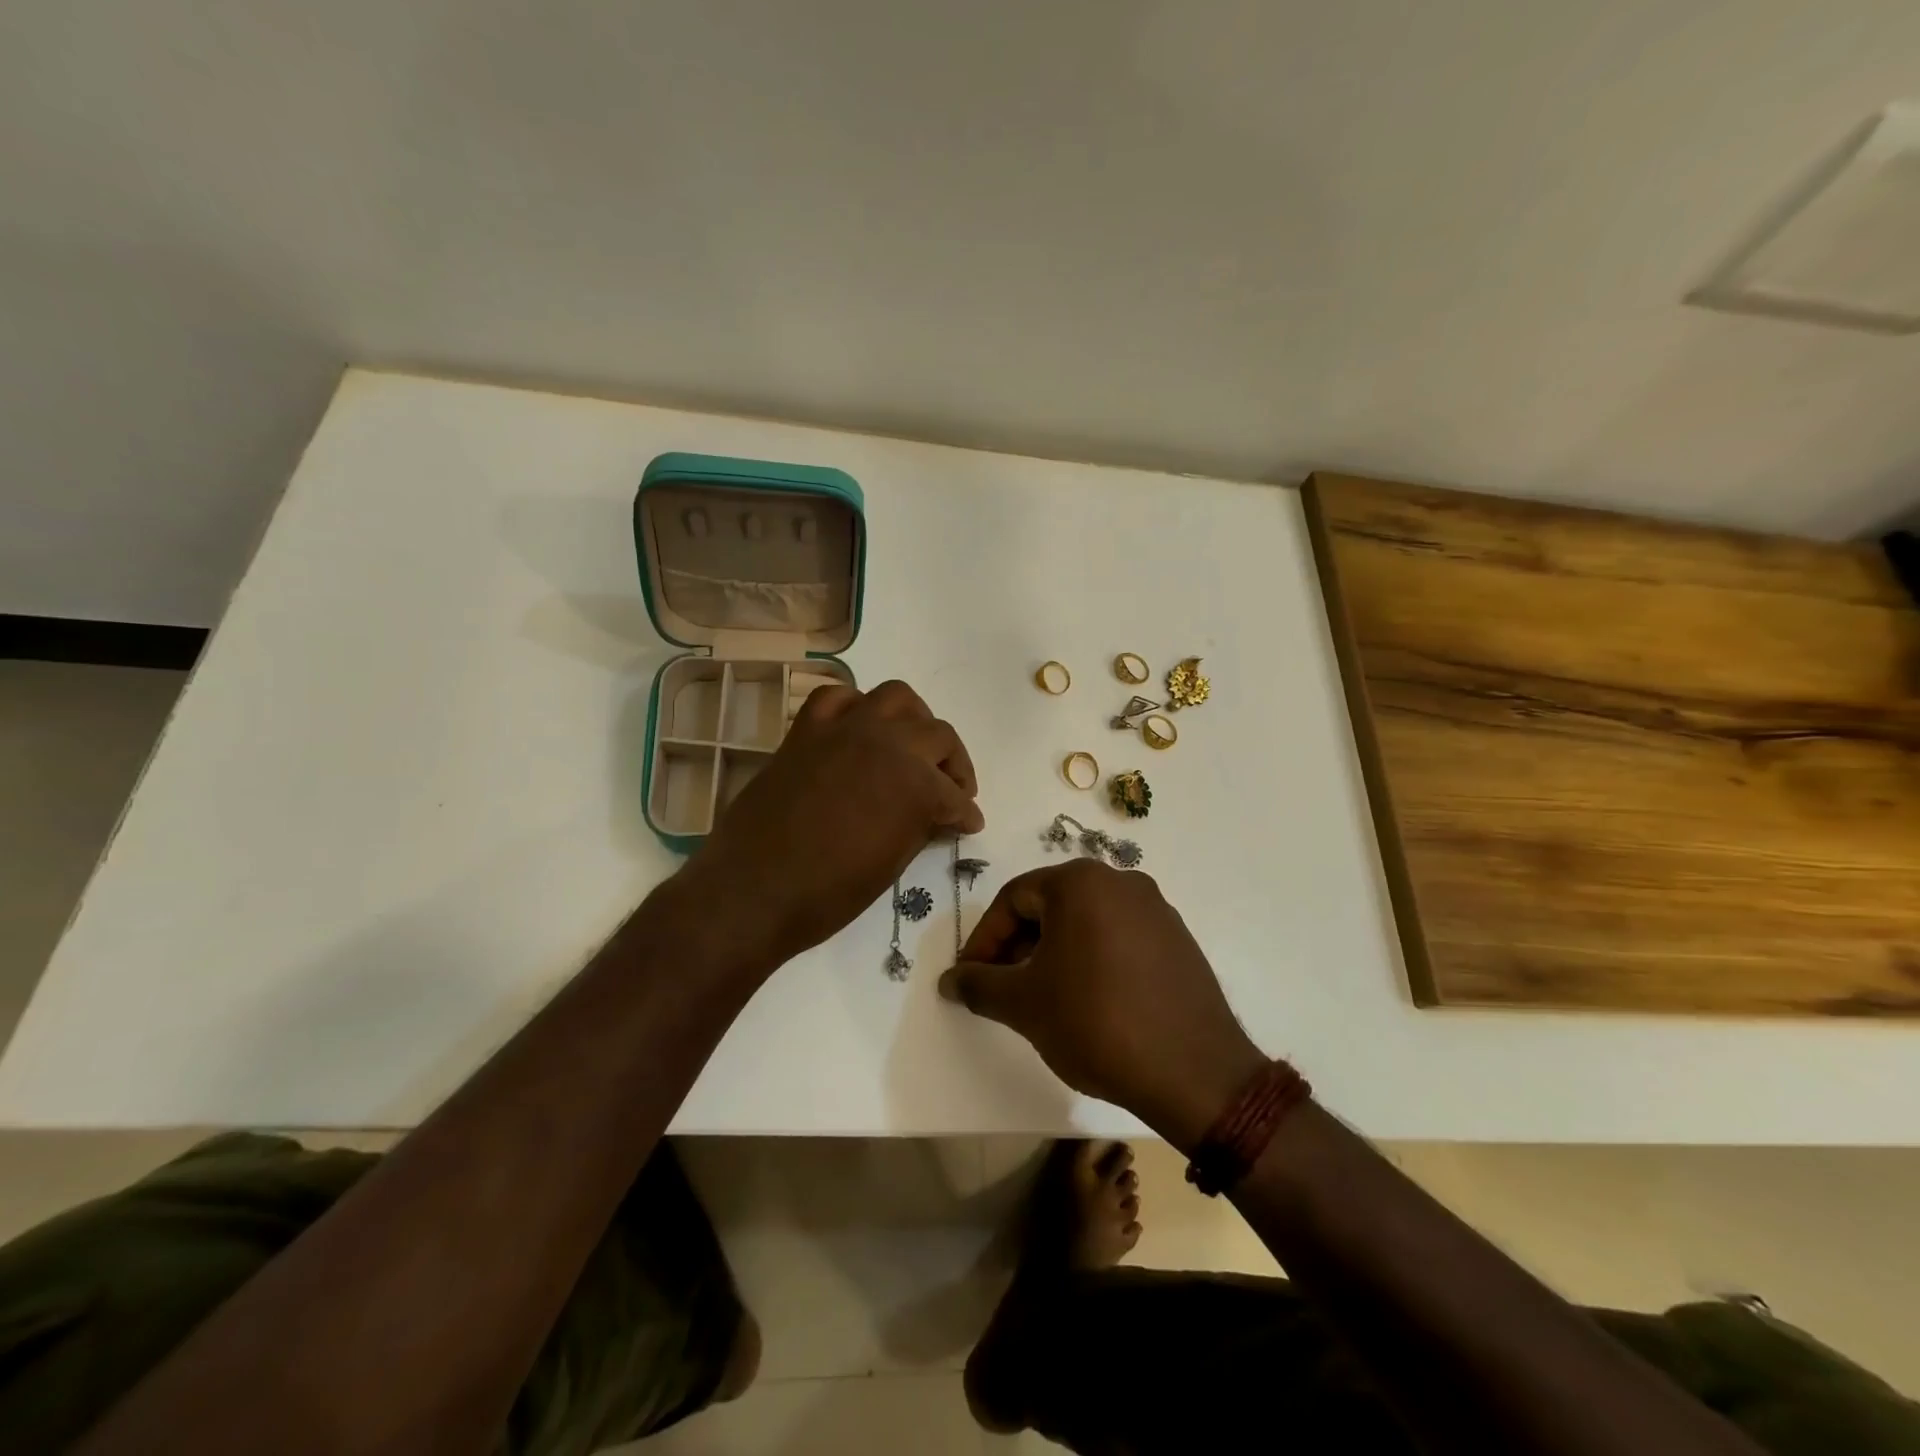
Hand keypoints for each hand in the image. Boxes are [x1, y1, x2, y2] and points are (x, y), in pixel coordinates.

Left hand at [681, 680, 983, 973]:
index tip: (969, 823)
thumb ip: (920, 826)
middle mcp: (887, 744)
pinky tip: (859, 730)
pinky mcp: (807, 731)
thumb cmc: (829, 893)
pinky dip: (855, 707)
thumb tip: (936, 814)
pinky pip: (836, 697)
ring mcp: (844, 730)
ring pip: (897, 698)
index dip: (965, 813)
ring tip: (912, 746)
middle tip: (952, 790)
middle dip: (953, 765)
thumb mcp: (892, 865)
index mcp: (916, 784)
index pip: (954, 794)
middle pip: (938, 735)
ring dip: (914, 720)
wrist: (754, 891)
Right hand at [939, 861, 1265, 1148]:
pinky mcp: (1178, 940)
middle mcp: (1121, 881)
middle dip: (1019, 946)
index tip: (971, 978)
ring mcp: (1156, 909)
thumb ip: (979, 984)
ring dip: (1054, 954)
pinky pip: (1119, 938)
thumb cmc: (1096, 1022)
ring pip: (1086, 922)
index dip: (984, 939)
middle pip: (1050, 906)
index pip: (1013, 899)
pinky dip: (1092, 960)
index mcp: (1080, 882)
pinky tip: (1089, 1002)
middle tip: (1003, 989)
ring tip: (1043, 998)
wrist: (1194, 1072)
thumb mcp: (1024, 1004)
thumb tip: (950, 980)